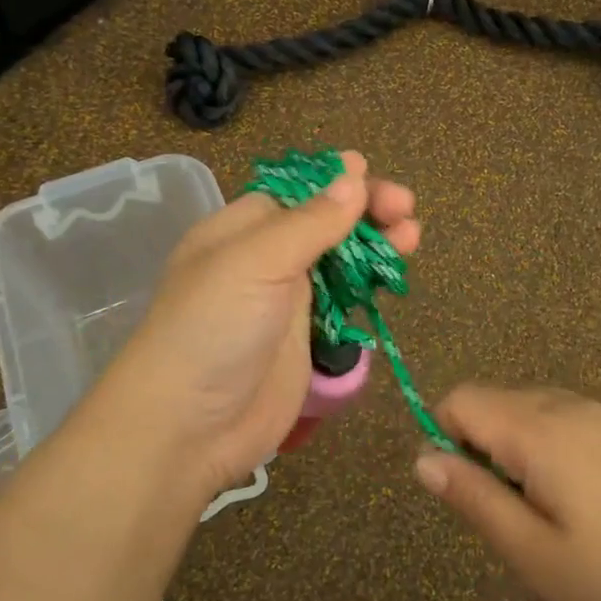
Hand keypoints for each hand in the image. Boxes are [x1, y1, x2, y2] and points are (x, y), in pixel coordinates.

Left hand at [95, 151, 418, 504]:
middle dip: (365, 210)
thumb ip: (309, 222)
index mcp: (241, 229)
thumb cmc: (213, 329)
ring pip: (339, 260)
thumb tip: (353, 174)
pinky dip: (368, 285)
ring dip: (374, 244)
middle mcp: (264, 258)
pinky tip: (391, 277)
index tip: (372, 172)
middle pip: (324, 222)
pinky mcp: (306, 339)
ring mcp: (286, 301)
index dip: (334, 180)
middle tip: (405, 210)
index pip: (296, 190)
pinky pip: (343, 300)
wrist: (189, 427)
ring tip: (411, 238)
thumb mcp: (255, 262)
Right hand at [414, 386, 600, 600]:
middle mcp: (570, 406)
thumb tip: (423, 459)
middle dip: (484, 450)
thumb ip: (473, 499)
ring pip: (534, 413)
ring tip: (553, 519)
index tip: (472, 496)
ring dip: (520, 453)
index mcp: (539, 429)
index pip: (462, 399)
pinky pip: (570, 423)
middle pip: (496, 402)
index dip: (447, 440)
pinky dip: (556, 452)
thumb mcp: (535, 556)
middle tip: (515, 519)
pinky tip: (592, 509)